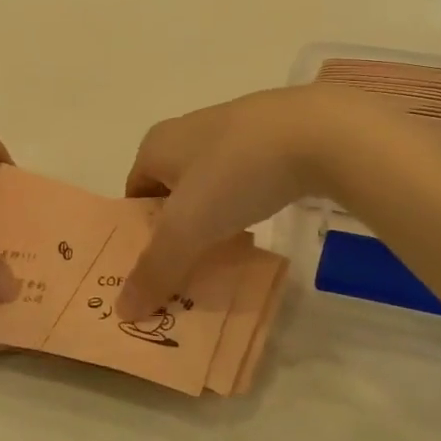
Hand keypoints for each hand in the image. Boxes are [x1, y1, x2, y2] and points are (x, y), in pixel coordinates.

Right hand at [117, 87, 364, 320]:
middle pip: (170, 193)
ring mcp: (231, 131)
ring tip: (222, 257)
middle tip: (184, 273)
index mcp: (157, 145)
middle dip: (176, 232)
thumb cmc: (236, 173)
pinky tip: (258, 227)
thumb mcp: (188, 228)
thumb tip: (123, 310)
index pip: (134, 196)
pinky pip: (243, 180)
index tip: (152, 272)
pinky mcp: (270, 137)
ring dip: (211, 221)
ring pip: (209, 187)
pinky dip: (242, 205)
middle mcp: (187, 132)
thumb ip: (156, 268)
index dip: (138, 235)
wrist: (318, 131)